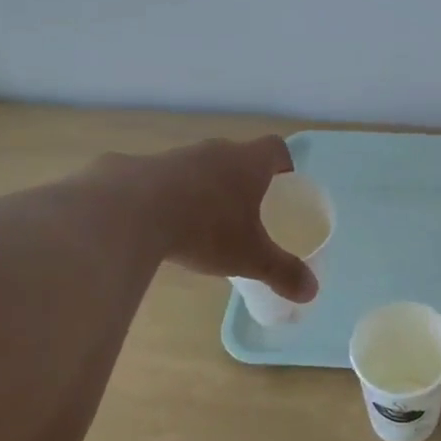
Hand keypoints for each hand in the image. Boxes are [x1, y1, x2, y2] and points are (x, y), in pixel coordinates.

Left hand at [101, 136, 318, 303]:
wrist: (128, 212)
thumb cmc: (205, 228)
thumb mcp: (249, 257)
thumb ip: (282, 272)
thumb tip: (312, 292)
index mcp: (247, 163)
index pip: (275, 148)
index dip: (283, 164)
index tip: (283, 185)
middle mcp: (213, 151)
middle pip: (236, 156)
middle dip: (241, 180)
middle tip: (243, 211)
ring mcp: (172, 156)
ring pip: (196, 167)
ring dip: (200, 187)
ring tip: (197, 222)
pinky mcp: (135, 167)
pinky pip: (157, 179)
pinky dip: (162, 196)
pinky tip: (154, 223)